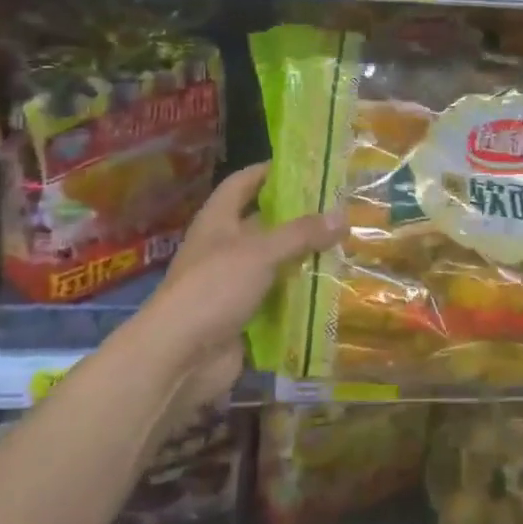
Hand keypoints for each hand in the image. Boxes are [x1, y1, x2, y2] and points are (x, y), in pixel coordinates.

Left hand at [134, 163, 343, 413]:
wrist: (178, 358)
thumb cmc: (214, 288)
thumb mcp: (260, 252)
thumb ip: (301, 234)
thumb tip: (343, 215)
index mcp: (218, 221)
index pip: (242, 183)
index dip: (267, 171)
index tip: (303, 165)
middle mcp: (223, 248)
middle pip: (263, 224)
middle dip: (297, 218)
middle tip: (339, 209)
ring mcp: (231, 285)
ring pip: (273, 264)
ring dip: (302, 259)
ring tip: (344, 246)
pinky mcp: (242, 317)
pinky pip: (276, 300)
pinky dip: (299, 296)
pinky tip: (331, 289)